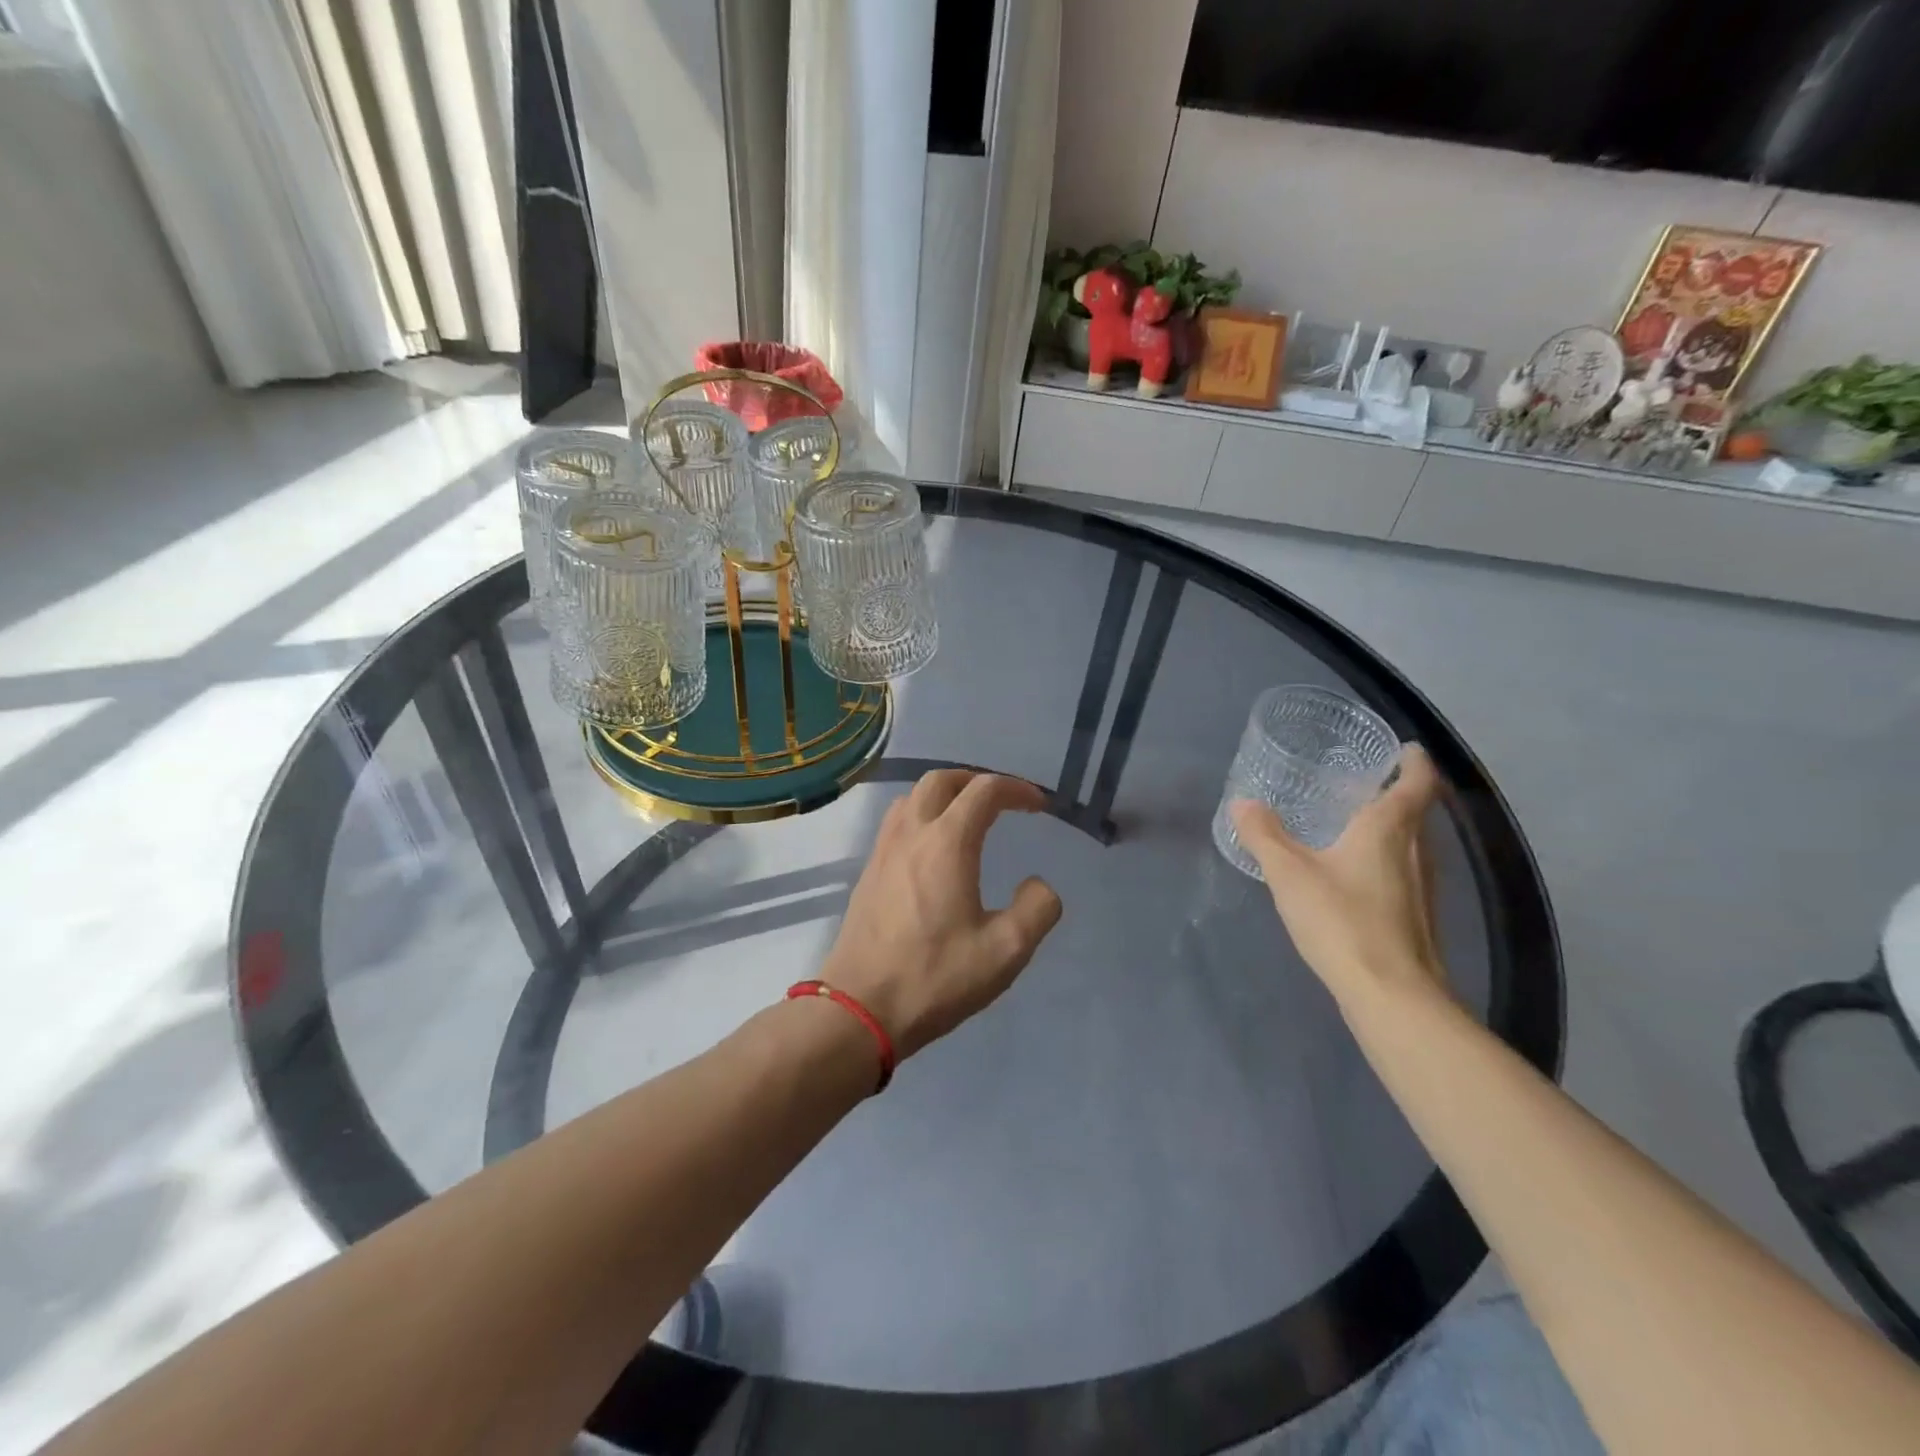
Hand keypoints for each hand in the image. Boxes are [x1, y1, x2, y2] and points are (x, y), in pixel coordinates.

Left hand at [823, 771, 1062, 1058]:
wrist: (859, 1009)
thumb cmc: (935, 977)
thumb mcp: (1006, 951)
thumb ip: (1037, 909)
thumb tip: (1038, 884)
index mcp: (947, 843)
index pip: (984, 791)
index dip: (1017, 790)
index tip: (1039, 807)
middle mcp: (911, 833)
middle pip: (941, 780)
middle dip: (976, 780)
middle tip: (1003, 801)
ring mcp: (883, 850)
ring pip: (912, 797)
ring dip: (945, 794)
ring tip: (968, 818)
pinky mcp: (868, 871)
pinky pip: (896, 822)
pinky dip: (922, 815)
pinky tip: (933, 849)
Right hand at [1229, 745, 1450, 1011]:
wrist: (1393, 995)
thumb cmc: (1343, 921)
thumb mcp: (1289, 874)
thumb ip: (1264, 835)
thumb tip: (1242, 802)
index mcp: (1390, 829)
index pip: (1417, 782)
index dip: (1415, 761)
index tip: (1405, 748)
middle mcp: (1419, 851)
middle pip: (1419, 811)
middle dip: (1401, 791)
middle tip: (1368, 781)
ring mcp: (1426, 887)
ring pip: (1417, 843)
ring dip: (1396, 826)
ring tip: (1359, 821)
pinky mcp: (1420, 917)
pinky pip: (1409, 870)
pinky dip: (1391, 858)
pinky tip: (1360, 873)